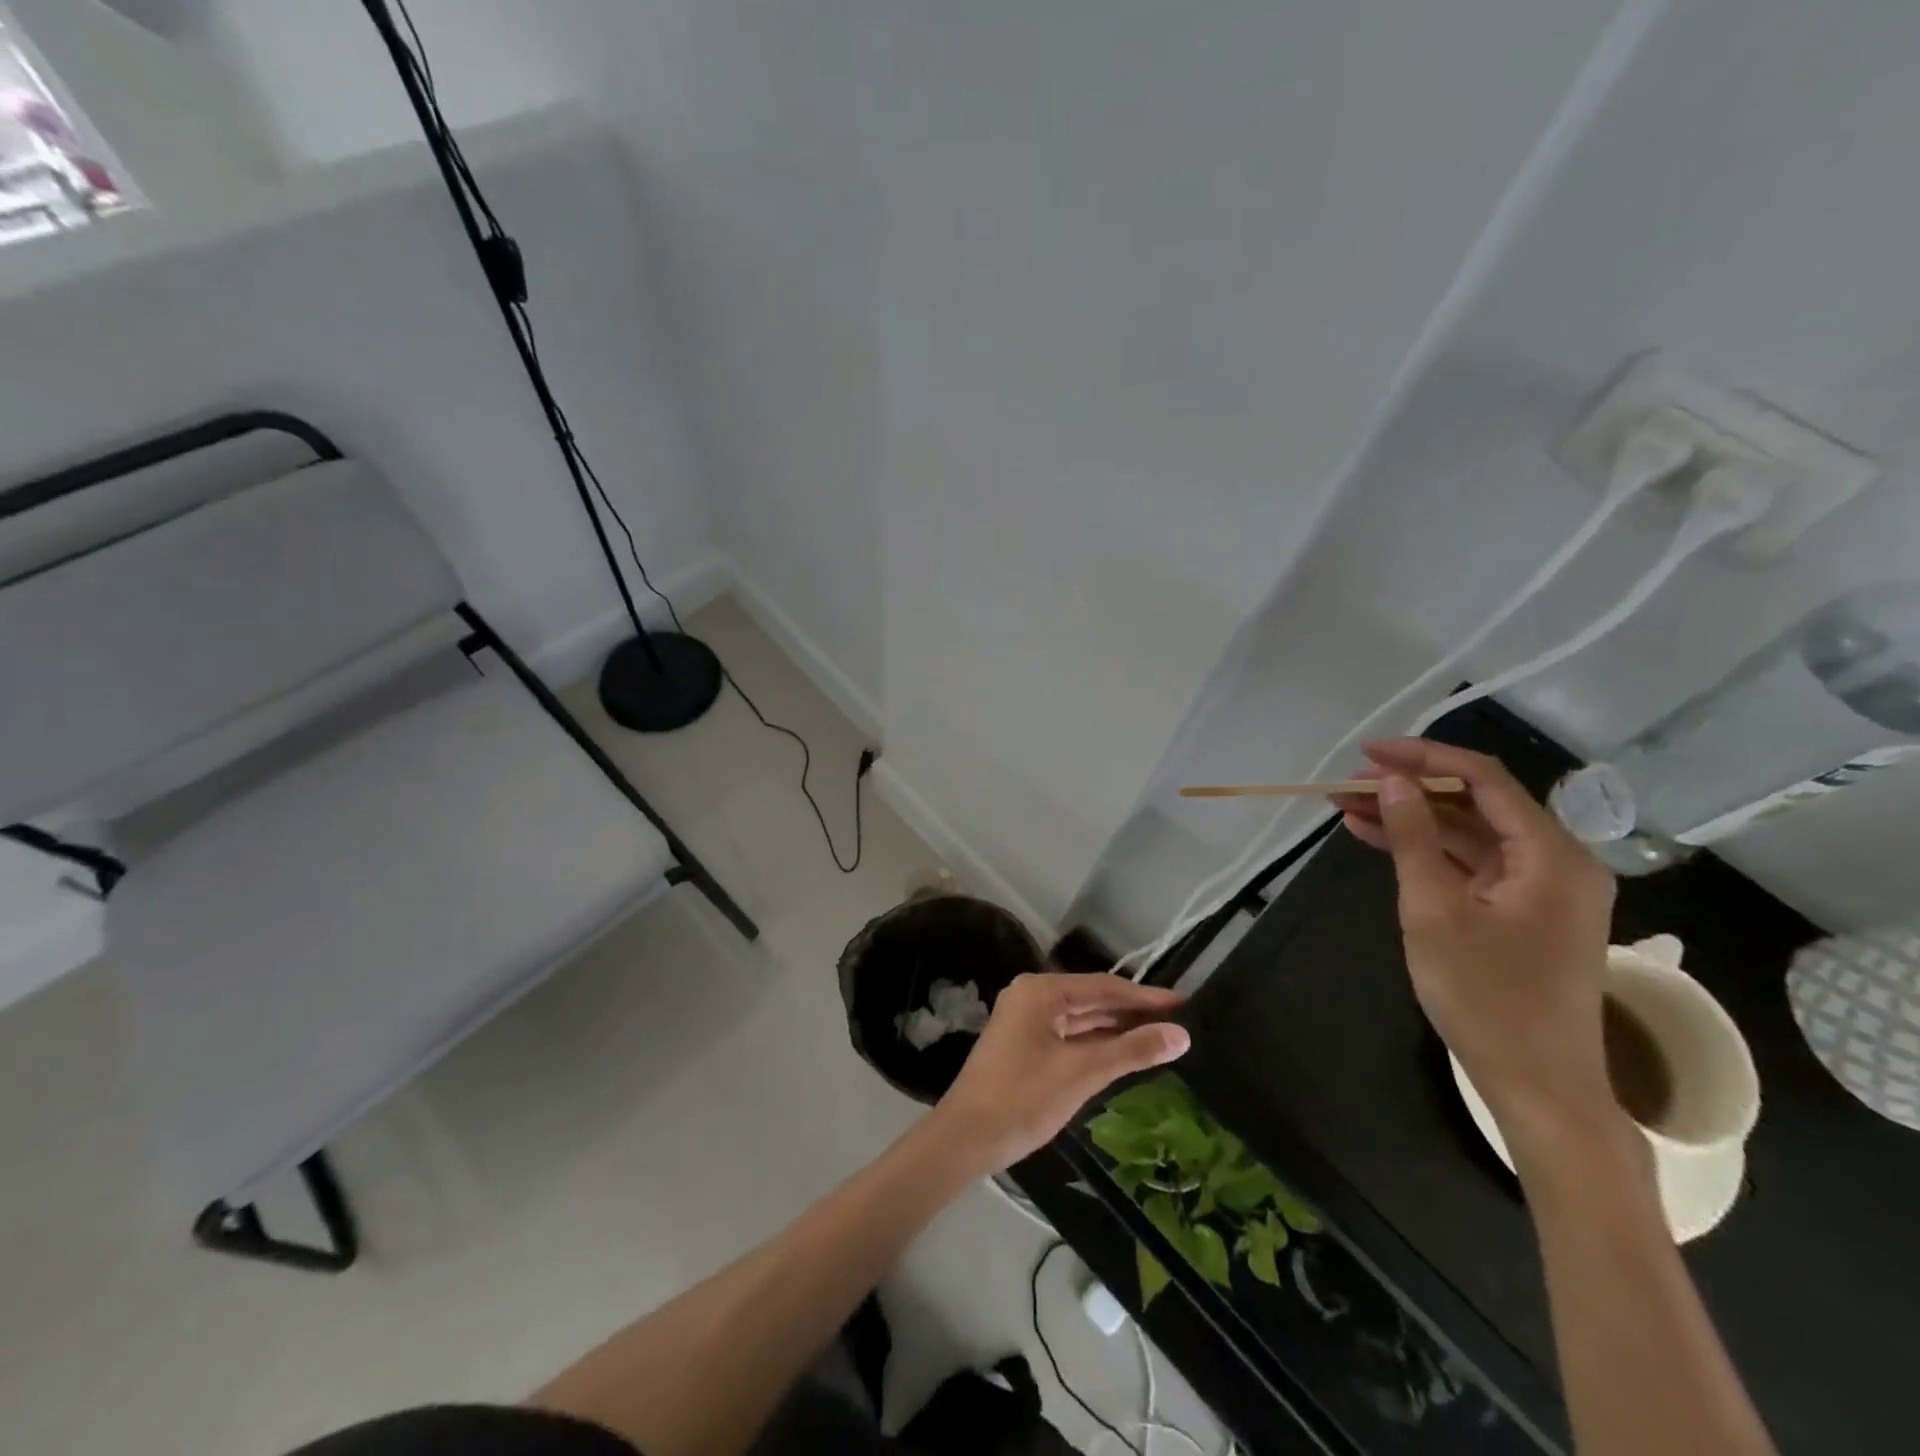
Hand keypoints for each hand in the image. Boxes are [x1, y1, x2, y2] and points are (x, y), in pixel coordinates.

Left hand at [928, 973, 1189, 1175]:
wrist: (966, 1138)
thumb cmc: (1024, 1097)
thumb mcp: (1083, 1072)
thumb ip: (1132, 1050)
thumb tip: (1181, 1034)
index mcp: (1041, 990)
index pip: (1103, 986)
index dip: (1145, 996)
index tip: (1184, 1004)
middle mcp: (1032, 997)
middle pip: (1092, 1000)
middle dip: (1133, 1012)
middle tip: (1178, 1023)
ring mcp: (1025, 1022)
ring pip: (1081, 1020)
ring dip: (1116, 1030)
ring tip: (1160, 1038)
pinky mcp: (1024, 1047)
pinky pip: (1068, 1037)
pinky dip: (1096, 1045)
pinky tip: (1123, 1055)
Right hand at [1335, 740, 1621, 1161]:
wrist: (1538, 1086)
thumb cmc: (1486, 997)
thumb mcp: (1435, 911)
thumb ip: (1414, 838)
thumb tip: (1393, 782)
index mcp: (1552, 855)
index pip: (1484, 778)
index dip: (1423, 756)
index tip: (1367, 754)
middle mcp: (1557, 861)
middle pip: (1476, 803)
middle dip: (1409, 789)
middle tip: (1348, 785)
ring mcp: (1542, 889)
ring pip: (1470, 834)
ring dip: (1412, 820)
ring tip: (1348, 809)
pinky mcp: (1524, 912)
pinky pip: (1473, 865)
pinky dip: (1428, 852)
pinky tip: (1377, 840)